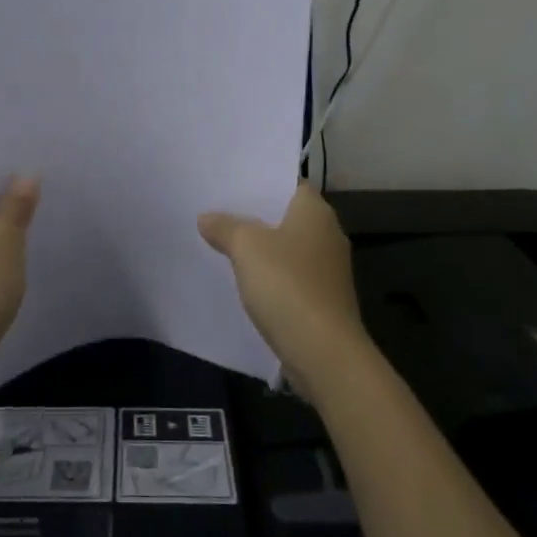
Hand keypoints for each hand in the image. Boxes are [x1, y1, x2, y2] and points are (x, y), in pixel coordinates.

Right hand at [198, 183, 366, 389]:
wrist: (325, 354)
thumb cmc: (288, 285)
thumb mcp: (246, 247)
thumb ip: (225, 227)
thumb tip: (207, 217)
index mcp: (315, 212)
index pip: (289, 183)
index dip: (262, 181)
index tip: (232, 184)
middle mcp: (328, 235)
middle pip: (286, 216)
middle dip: (256, 216)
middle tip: (219, 211)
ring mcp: (329, 270)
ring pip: (287, 248)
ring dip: (262, 249)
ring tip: (224, 244)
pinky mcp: (324, 301)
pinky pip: (291, 278)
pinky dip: (271, 277)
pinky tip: (245, 282)